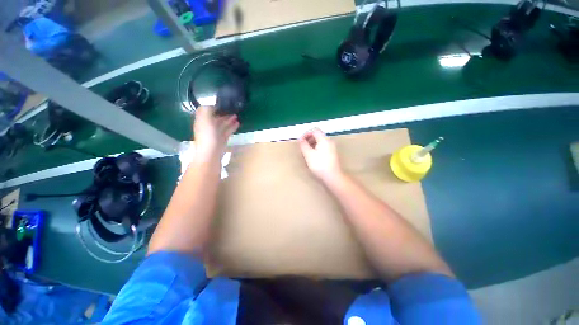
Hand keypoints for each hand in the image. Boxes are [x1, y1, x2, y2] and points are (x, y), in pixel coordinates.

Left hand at [193, 106, 238, 161]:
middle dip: (223, 112)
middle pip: (216, 117)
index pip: (207, 110)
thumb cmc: (207, 135)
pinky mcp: (223, 139)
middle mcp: (208, 126)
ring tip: (237, 115)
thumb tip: (213, 105)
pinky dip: (232, 126)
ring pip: (223, 124)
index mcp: (202, 120)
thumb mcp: (205, 118)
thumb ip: (207, 109)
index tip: (222, 102)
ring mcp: (216, 133)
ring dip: (229, 119)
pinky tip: (238, 123)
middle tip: (232, 108)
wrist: (211, 153)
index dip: (213, 105)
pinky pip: (228, 130)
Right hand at [299, 128, 341, 182]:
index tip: (301, 141)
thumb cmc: (320, 164)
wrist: (333, 176)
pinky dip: (316, 149)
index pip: (314, 130)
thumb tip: (301, 139)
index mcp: (324, 139)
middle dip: (309, 140)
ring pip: (320, 142)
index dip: (306, 134)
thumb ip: (303, 145)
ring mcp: (332, 148)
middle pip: (318, 136)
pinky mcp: (332, 154)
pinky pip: (323, 148)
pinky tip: (313, 157)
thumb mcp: (308, 154)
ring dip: (312, 145)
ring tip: (306, 153)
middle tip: (302, 147)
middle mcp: (329, 141)